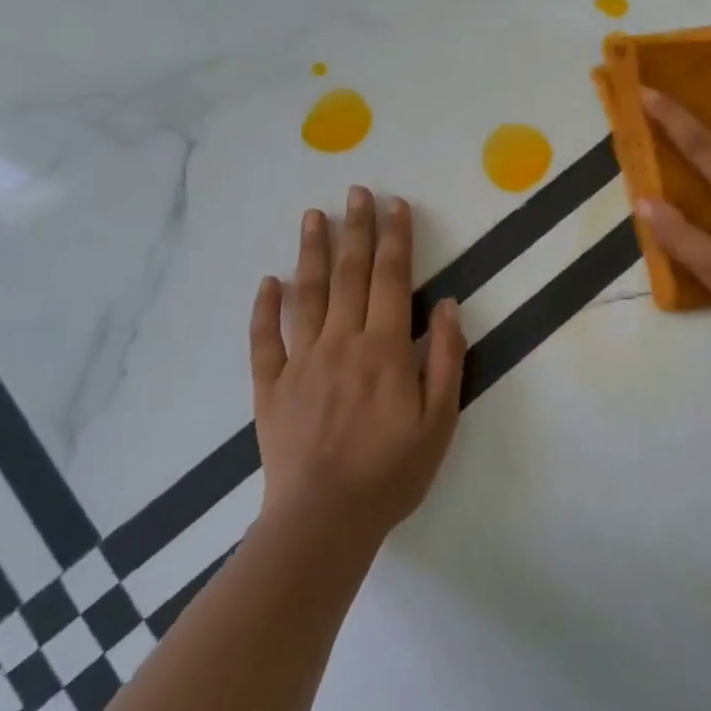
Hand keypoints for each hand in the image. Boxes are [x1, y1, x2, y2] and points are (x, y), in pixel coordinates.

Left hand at [250, 187, 466, 545]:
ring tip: (313, 216)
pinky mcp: (270, 387)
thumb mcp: (440, 420)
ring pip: (306, 294)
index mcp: (383, 349)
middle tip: (356, 191)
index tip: (395, 205)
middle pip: (348, 274)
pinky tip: (268, 282)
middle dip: (356, 229)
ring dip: (311, 252)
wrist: (324, 520)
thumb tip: (446, 306)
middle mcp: (341, 342)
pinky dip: (265, 307)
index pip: (391, 278)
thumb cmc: (392, 472)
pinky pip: (264, 339)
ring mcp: (300, 362)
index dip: (395, 238)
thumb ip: (444, 359)